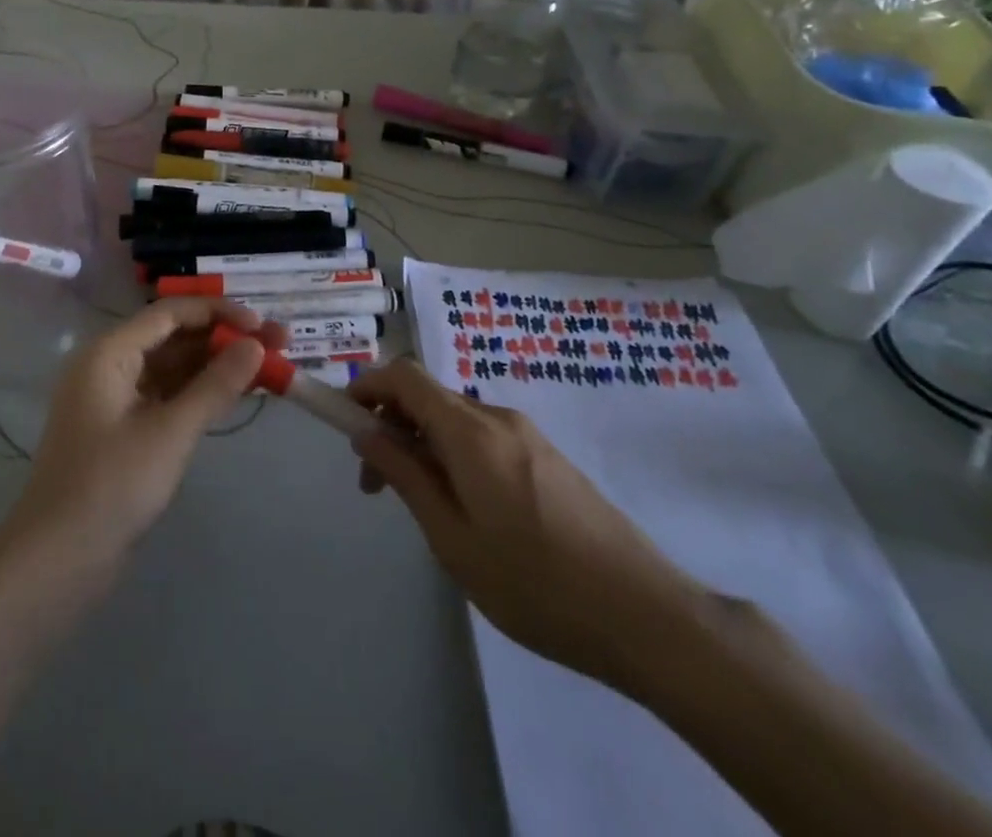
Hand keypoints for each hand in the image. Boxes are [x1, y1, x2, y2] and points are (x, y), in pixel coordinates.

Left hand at [8, 298, 270, 568]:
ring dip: (216, 366)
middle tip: (279, 344)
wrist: (58, 560)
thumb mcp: (171, 432)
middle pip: (174, 338)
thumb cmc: (111, 486)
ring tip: (268, 366)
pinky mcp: (124, 430)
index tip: (263, 324)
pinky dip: (199, 393)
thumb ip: (215, 385)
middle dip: (224, 339)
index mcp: (109, 352)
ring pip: (173, 368)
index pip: (170, 313)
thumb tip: (256, 344)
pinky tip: (235, 394)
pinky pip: (167, 396)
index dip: (219, 313)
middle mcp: (109, 366)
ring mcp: (115, 400)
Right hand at [349, 359, 706, 691]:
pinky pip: (482, 437)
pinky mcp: (547, 456)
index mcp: (470, 431)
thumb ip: (406, 476)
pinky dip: (453, 454)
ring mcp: (527, 435)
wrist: (647, 616)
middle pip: (427, 396)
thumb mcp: (453, 539)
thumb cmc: (537, 584)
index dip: (366, 386)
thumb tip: (366, 433)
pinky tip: (465, 510)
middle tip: (375, 484)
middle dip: (390, 425)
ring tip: (419, 505)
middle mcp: (497, 417)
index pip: (403, 375)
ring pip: (454, 419)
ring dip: (421, 444)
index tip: (344, 422)